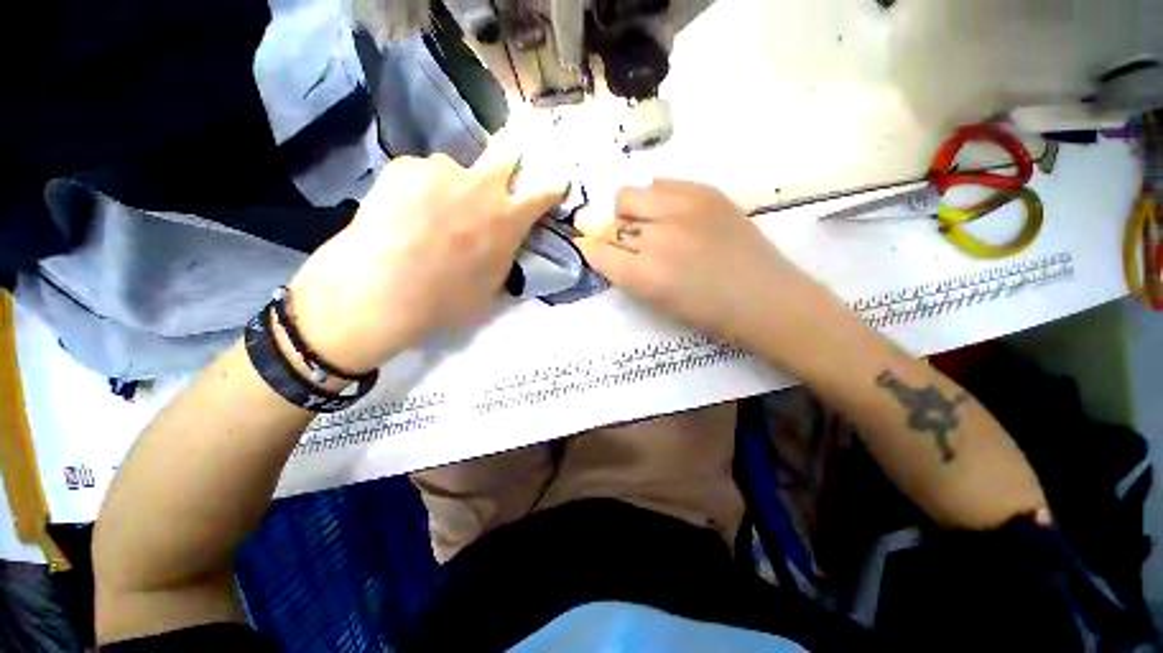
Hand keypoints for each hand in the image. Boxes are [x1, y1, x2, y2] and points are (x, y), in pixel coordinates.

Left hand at [287, 133, 567, 372]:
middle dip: (508, 162)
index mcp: (509, 218)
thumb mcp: (493, 286)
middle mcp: (483, 186)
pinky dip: (417, 188)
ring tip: (428, 212)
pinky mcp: (405, 167)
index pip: (544, 193)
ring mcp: (442, 171)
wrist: (384, 291)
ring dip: (451, 186)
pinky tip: (401, 211)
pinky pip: (420, 173)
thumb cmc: (448, 299)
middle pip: (506, 154)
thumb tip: (503, 243)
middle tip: (496, 178)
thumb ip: (504, 254)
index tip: (556, 183)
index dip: (552, 188)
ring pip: (454, 169)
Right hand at [577, 180, 828, 356]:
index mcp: (645, 276)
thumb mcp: (657, 304)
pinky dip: (657, 198)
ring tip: (652, 223)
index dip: (591, 249)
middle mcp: (658, 238)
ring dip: (632, 211)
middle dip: (612, 230)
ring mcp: (683, 209)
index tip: (593, 249)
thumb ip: (628, 275)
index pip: (598, 251)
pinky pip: (662, 183)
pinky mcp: (706, 192)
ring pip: (632, 193)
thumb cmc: (709, 314)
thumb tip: (609, 251)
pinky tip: (673, 214)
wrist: (765, 298)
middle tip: (629, 240)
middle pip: (612, 217)